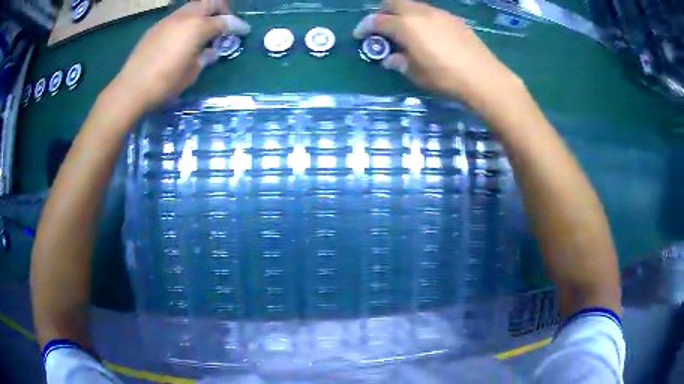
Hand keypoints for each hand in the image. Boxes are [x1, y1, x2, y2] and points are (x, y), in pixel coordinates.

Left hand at [107, 0, 250, 113]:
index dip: (238, 25)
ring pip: (193, 6)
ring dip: (203, 13)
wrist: (131, 89)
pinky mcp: (156, 27)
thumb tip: (211, 51)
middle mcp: (185, 16)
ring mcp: (169, 20)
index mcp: (198, 27)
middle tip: (224, 23)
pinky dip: (187, 20)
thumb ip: (205, 58)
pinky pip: (178, 16)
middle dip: (222, 9)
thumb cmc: (165, 84)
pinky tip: (183, 36)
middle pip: (210, 2)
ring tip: (203, 28)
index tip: (244, 31)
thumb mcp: (191, 73)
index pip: (225, 21)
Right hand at [354, 0, 522, 111]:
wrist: (484, 77)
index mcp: (406, 25)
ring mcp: (439, 13)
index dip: (365, 27)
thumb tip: (391, 58)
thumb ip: (400, 62)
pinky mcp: (454, 19)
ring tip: (406, 31)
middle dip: (383, 12)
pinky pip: (431, 12)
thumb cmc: (446, 77)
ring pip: (413, 5)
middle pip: (394, 3)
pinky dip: (422, 18)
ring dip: (403, 14)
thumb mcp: (417, 74)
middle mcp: (420, 13)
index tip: (361, 35)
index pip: (378, 21)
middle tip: (382, 28)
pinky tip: (429, 33)